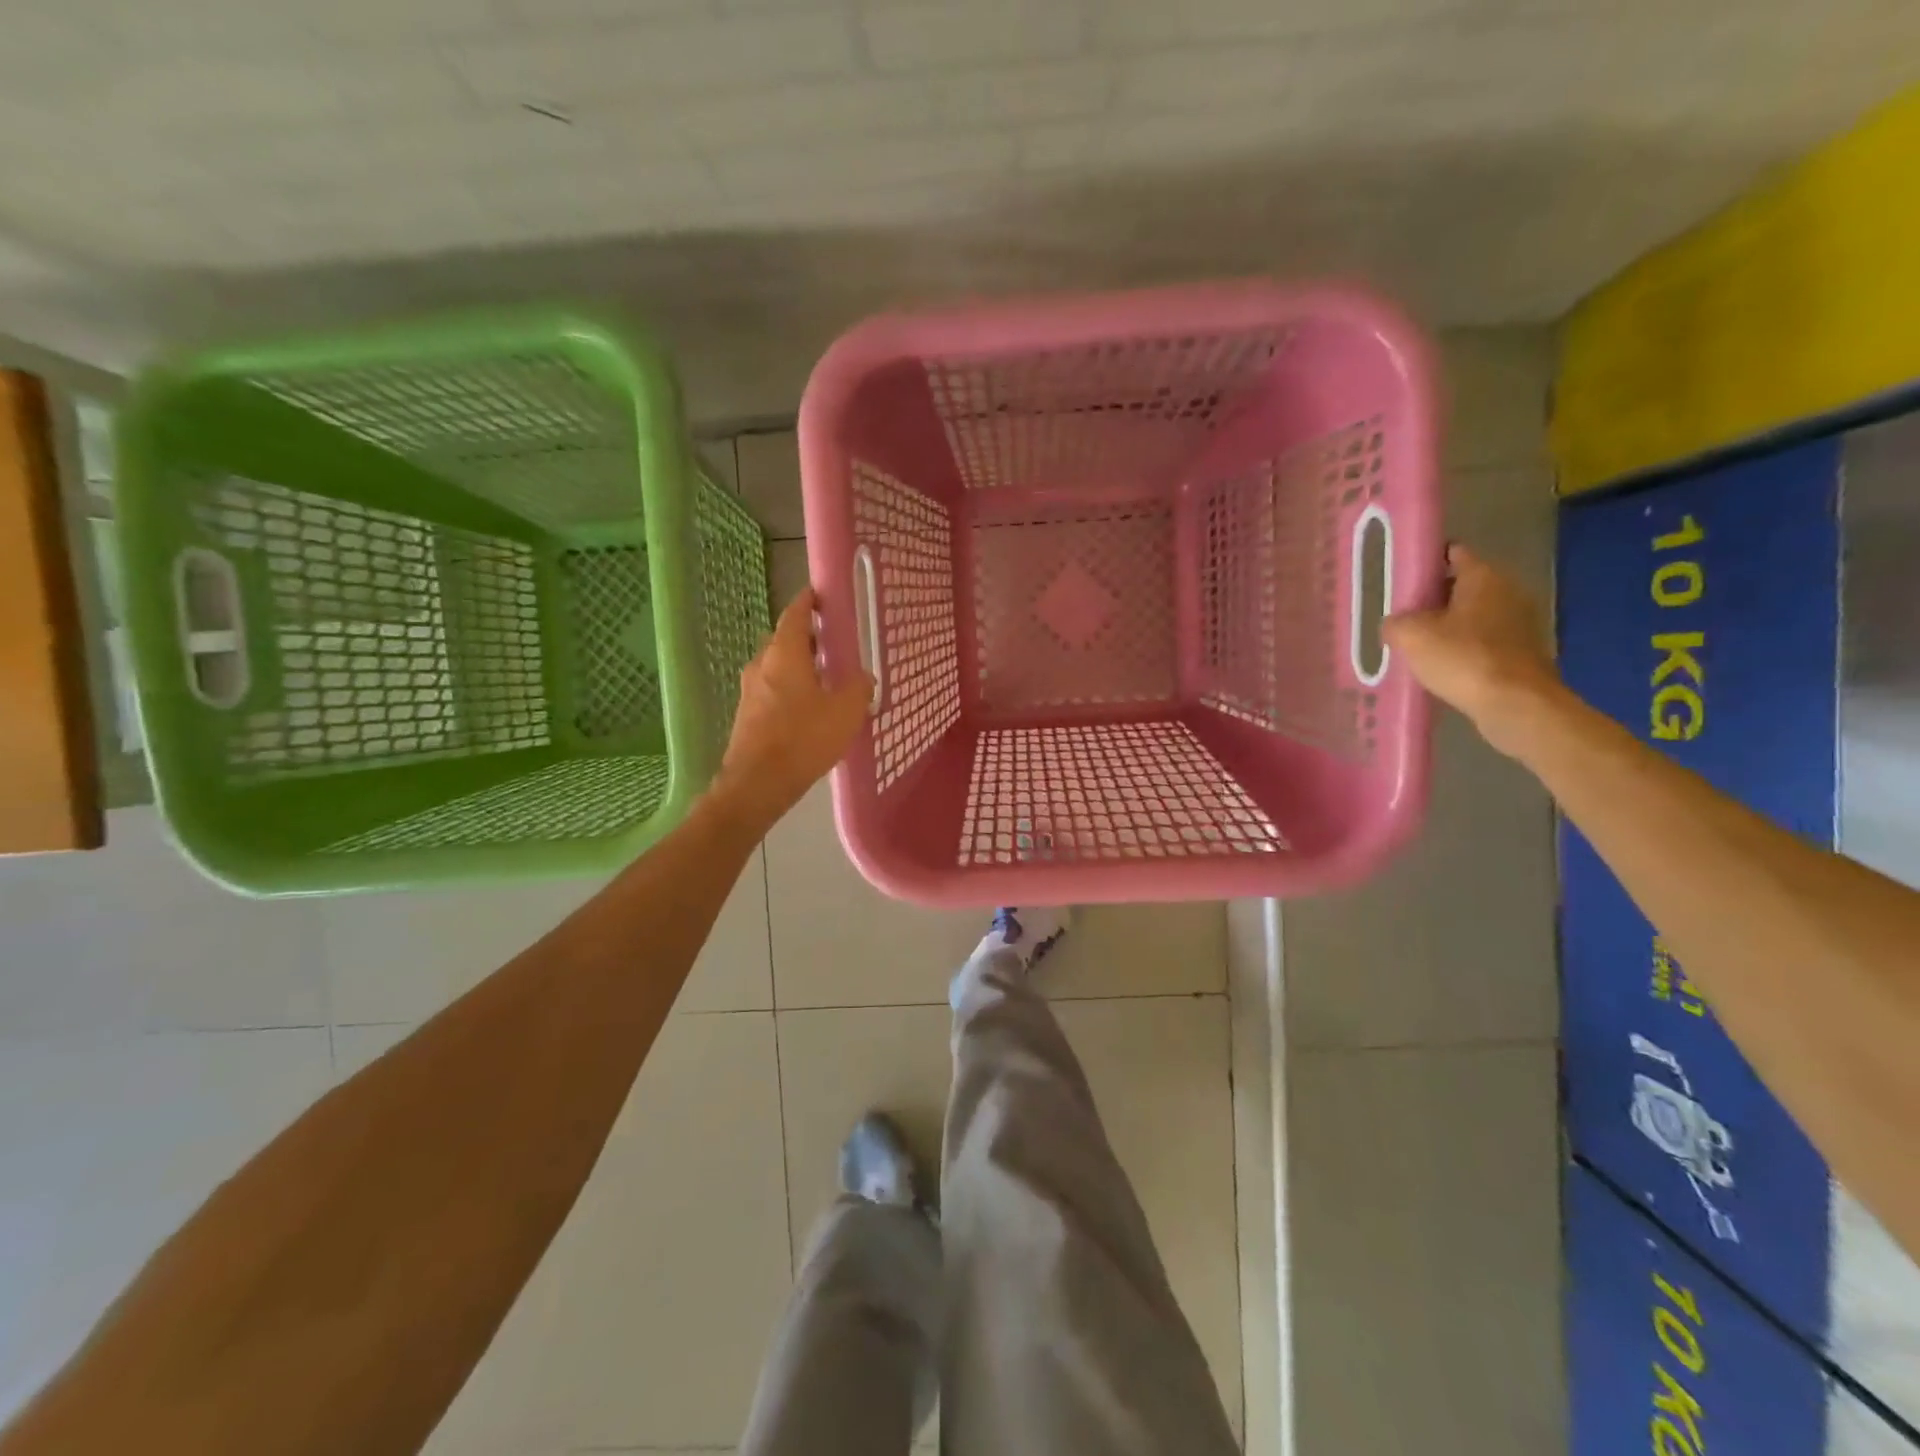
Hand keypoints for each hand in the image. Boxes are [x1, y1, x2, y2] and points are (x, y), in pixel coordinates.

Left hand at [712, 589, 872, 829]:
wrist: (757, 783)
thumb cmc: (803, 738)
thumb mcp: (846, 711)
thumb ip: (859, 688)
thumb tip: (862, 678)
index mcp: (784, 653)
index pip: (795, 614)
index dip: (809, 602)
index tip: (822, 596)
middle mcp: (762, 664)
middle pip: (783, 639)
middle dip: (806, 637)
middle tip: (832, 642)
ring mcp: (750, 690)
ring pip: (776, 666)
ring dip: (798, 665)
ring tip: (825, 677)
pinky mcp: (747, 715)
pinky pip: (771, 690)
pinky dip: (789, 689)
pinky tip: (808, 708)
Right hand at [1383, 544, 1560, 756]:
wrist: (1516, 704)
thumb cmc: (1463, 658)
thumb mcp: (1411, 635)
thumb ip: (1395, 622)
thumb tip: (1395, 624)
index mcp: (1483, 576)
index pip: (1453, 553)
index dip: (1426, 561)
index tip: (1401, 576)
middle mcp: (1508, 591)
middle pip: (1463, 586)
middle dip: (1434, 598)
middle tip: (1402, 615)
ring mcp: (1521, 623)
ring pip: (1474, 616)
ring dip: (1449, 626)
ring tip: (1417, 645)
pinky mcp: (1523, 653)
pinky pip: (1485, 642)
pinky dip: (1465, 649)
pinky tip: (1442, 667)